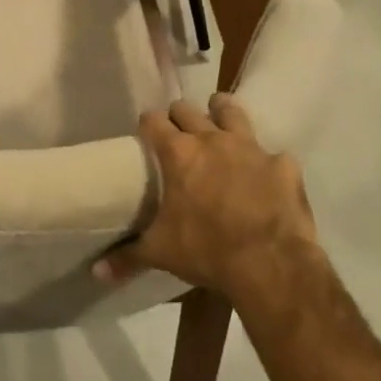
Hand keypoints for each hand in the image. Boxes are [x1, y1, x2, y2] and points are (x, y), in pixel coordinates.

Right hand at [96, 94, 317, 302]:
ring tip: (219, 121)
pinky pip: (274, 155)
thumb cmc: (206, 250)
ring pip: (232, 112)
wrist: (270, 264)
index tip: (146, 134)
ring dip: (223, 113)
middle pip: (188, 109)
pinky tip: (265, 177)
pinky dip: (267, 163)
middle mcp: (212, 139)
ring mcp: (250, 148)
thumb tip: (96, 271)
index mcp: (178, 153)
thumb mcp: (160, 253)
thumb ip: (127, 256)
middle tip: (178, 134)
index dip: (148, 125)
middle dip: (180, 116)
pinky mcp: (283, 165)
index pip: (153, 120)